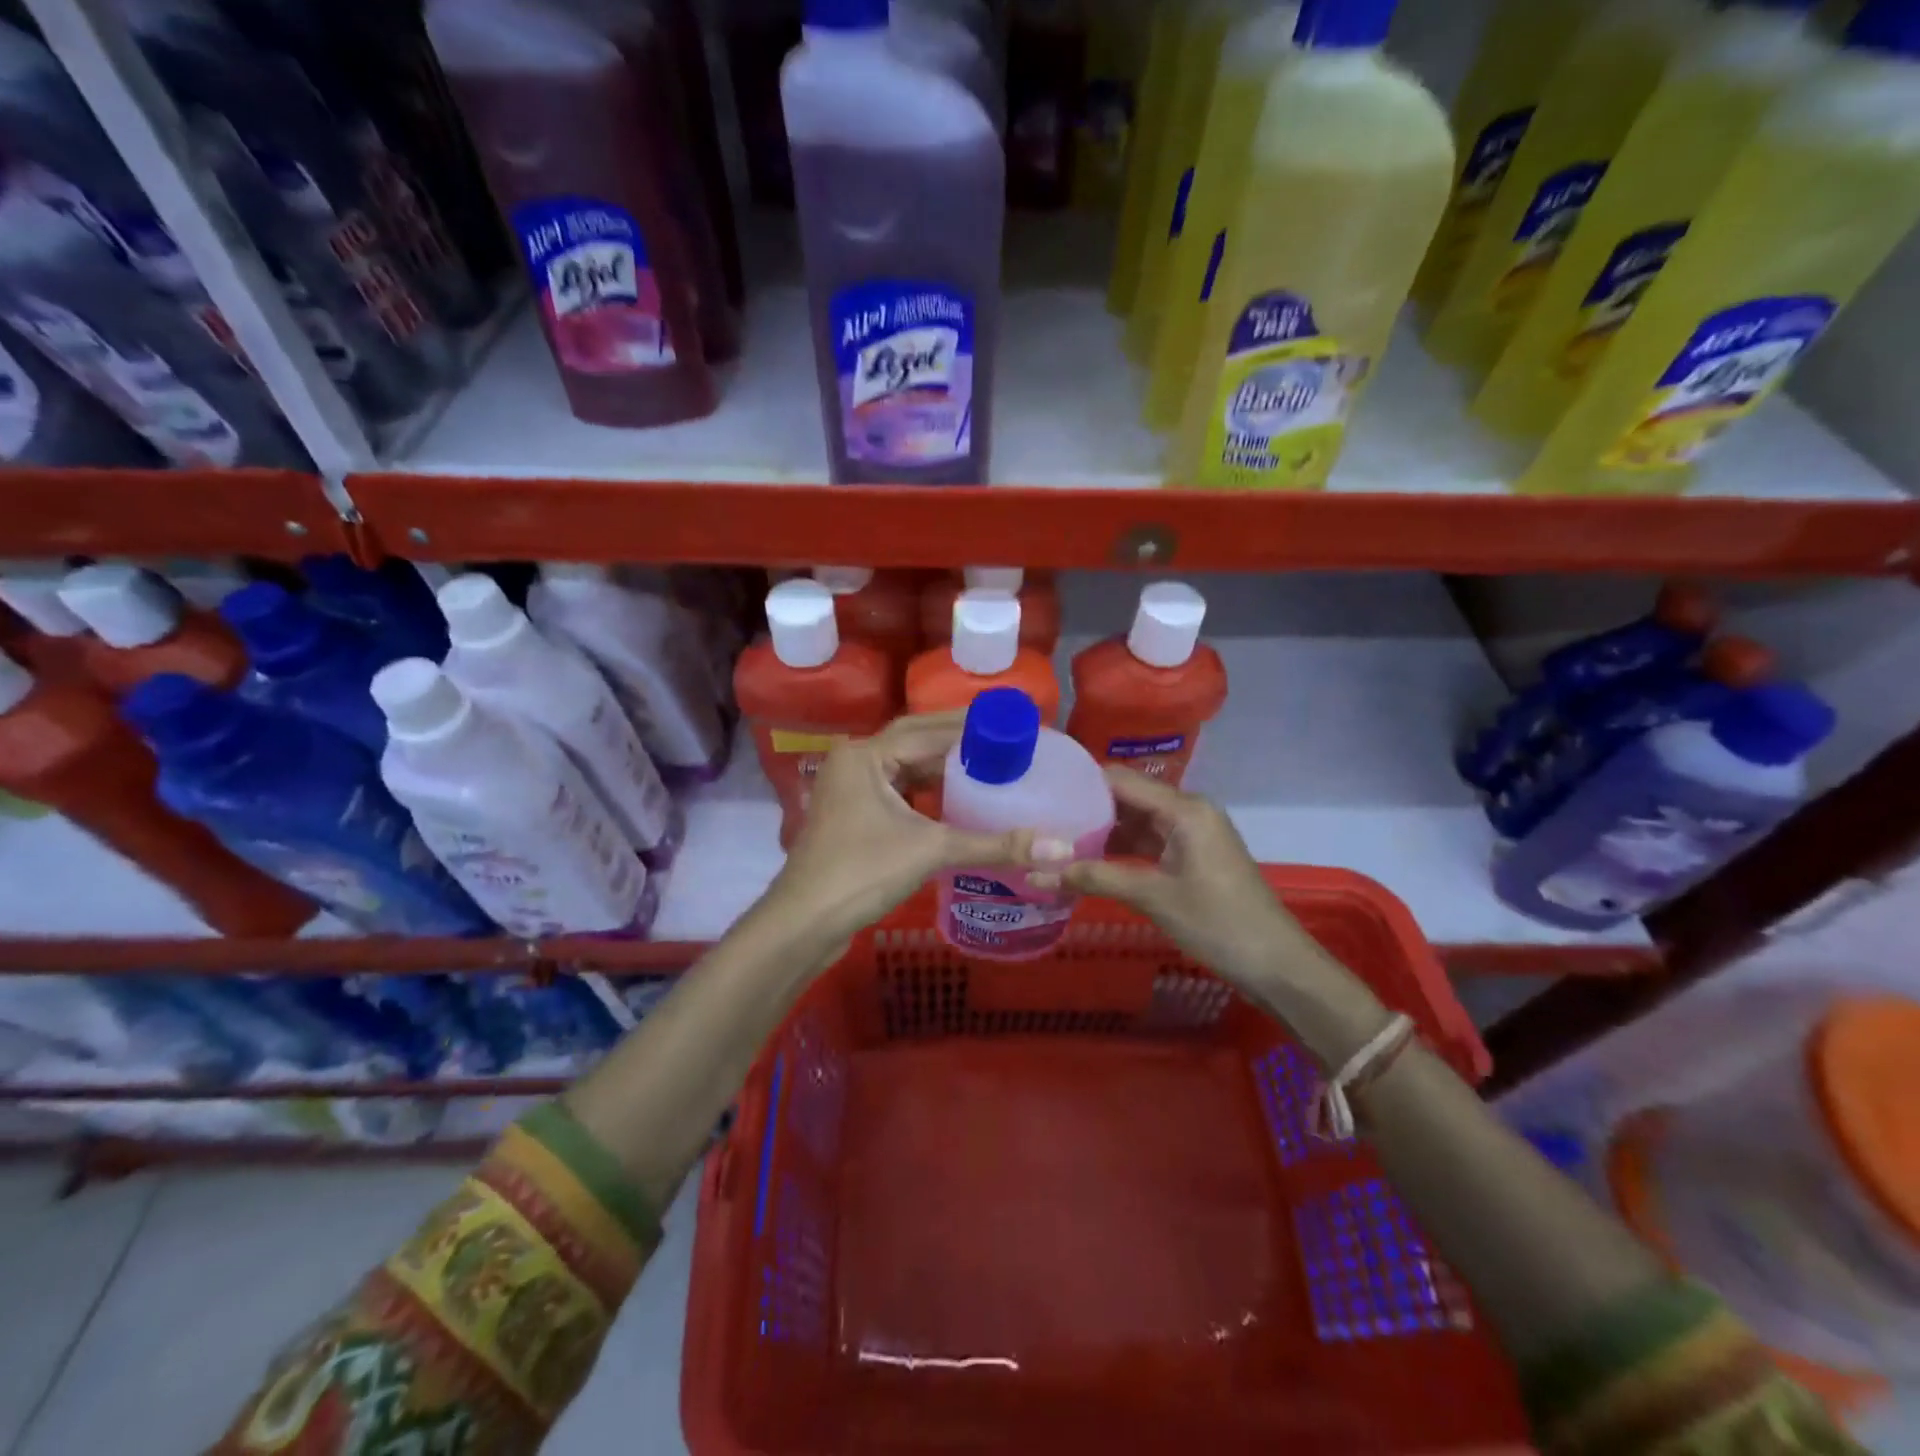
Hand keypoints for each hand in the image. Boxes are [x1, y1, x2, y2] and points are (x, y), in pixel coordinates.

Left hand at [765, 712, 1040, 950]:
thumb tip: (1060, 849)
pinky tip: (957, 796)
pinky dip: (927, 789)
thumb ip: (994, 845)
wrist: (804, 922)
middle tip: (1005, 738)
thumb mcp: (931, 851)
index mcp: (866, 754)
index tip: (1014, 725)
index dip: (974, 727)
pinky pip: (898, 788)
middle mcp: (856, 760)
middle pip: (915, 739)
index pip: (929, 729)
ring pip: (905, 765)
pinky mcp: (853, 813)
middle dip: (959, 739)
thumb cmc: (862, 873)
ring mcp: (850, 788)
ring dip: (943, 764)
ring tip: (989, 763)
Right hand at [1057, 768, 1333, 995]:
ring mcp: (1191, 833)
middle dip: (1086, 808)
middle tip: (1042, 819)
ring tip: (1055, 839)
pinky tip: (1088, 860)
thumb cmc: (1218, 923)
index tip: (1042, 792)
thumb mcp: (1153, 897)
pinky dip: (1120, 848)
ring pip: (1135, 820)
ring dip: (1101, 831)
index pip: (1120, 780)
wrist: (1276, 964)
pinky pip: (1148, 840)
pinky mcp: (1191, 855)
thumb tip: (1037, 873)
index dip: (1080, 783)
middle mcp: (1187, 810)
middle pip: (1127, 797)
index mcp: (1183, 808)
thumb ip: (1095, 878)